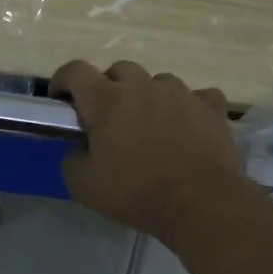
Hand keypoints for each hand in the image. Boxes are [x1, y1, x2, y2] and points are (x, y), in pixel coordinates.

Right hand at [50, 59, 247, 246]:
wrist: (201, 203)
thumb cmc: (136, 192)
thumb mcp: (83, 186)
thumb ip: (72, 159)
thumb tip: (79, 149)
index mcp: (106, 100)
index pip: (75, 70)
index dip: (63, 80)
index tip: (61, 99)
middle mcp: (142, 86)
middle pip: (119, 70)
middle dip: (108, 87)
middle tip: (108, 117)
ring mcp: (180, 93)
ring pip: (158, 81)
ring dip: (149, 96)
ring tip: (151, 124)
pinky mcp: (211, 107)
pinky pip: (198, 96)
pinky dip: (190, 107)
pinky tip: (188, 126)